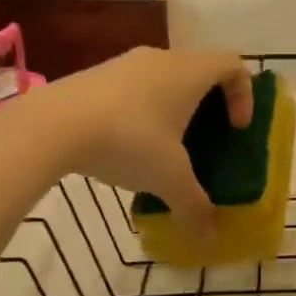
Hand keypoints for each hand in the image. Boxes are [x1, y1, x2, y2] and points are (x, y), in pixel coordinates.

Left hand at [0, 46, 251, 240]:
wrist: (51, 125)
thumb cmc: (128, 141)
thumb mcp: (168, 178)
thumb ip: (194, 205)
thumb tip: (210, 238)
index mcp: (190, 71)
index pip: (233, 64)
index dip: (244, 94)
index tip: (236, 128)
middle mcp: (162, 57)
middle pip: (199, 69)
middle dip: (208, 103)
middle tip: (204, 138)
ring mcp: (125, 62)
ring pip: (163, 76)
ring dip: (172, 106)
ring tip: (162, 146)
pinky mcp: (95, 74)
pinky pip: (133, 85)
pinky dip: (141, 108)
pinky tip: (124, 144)